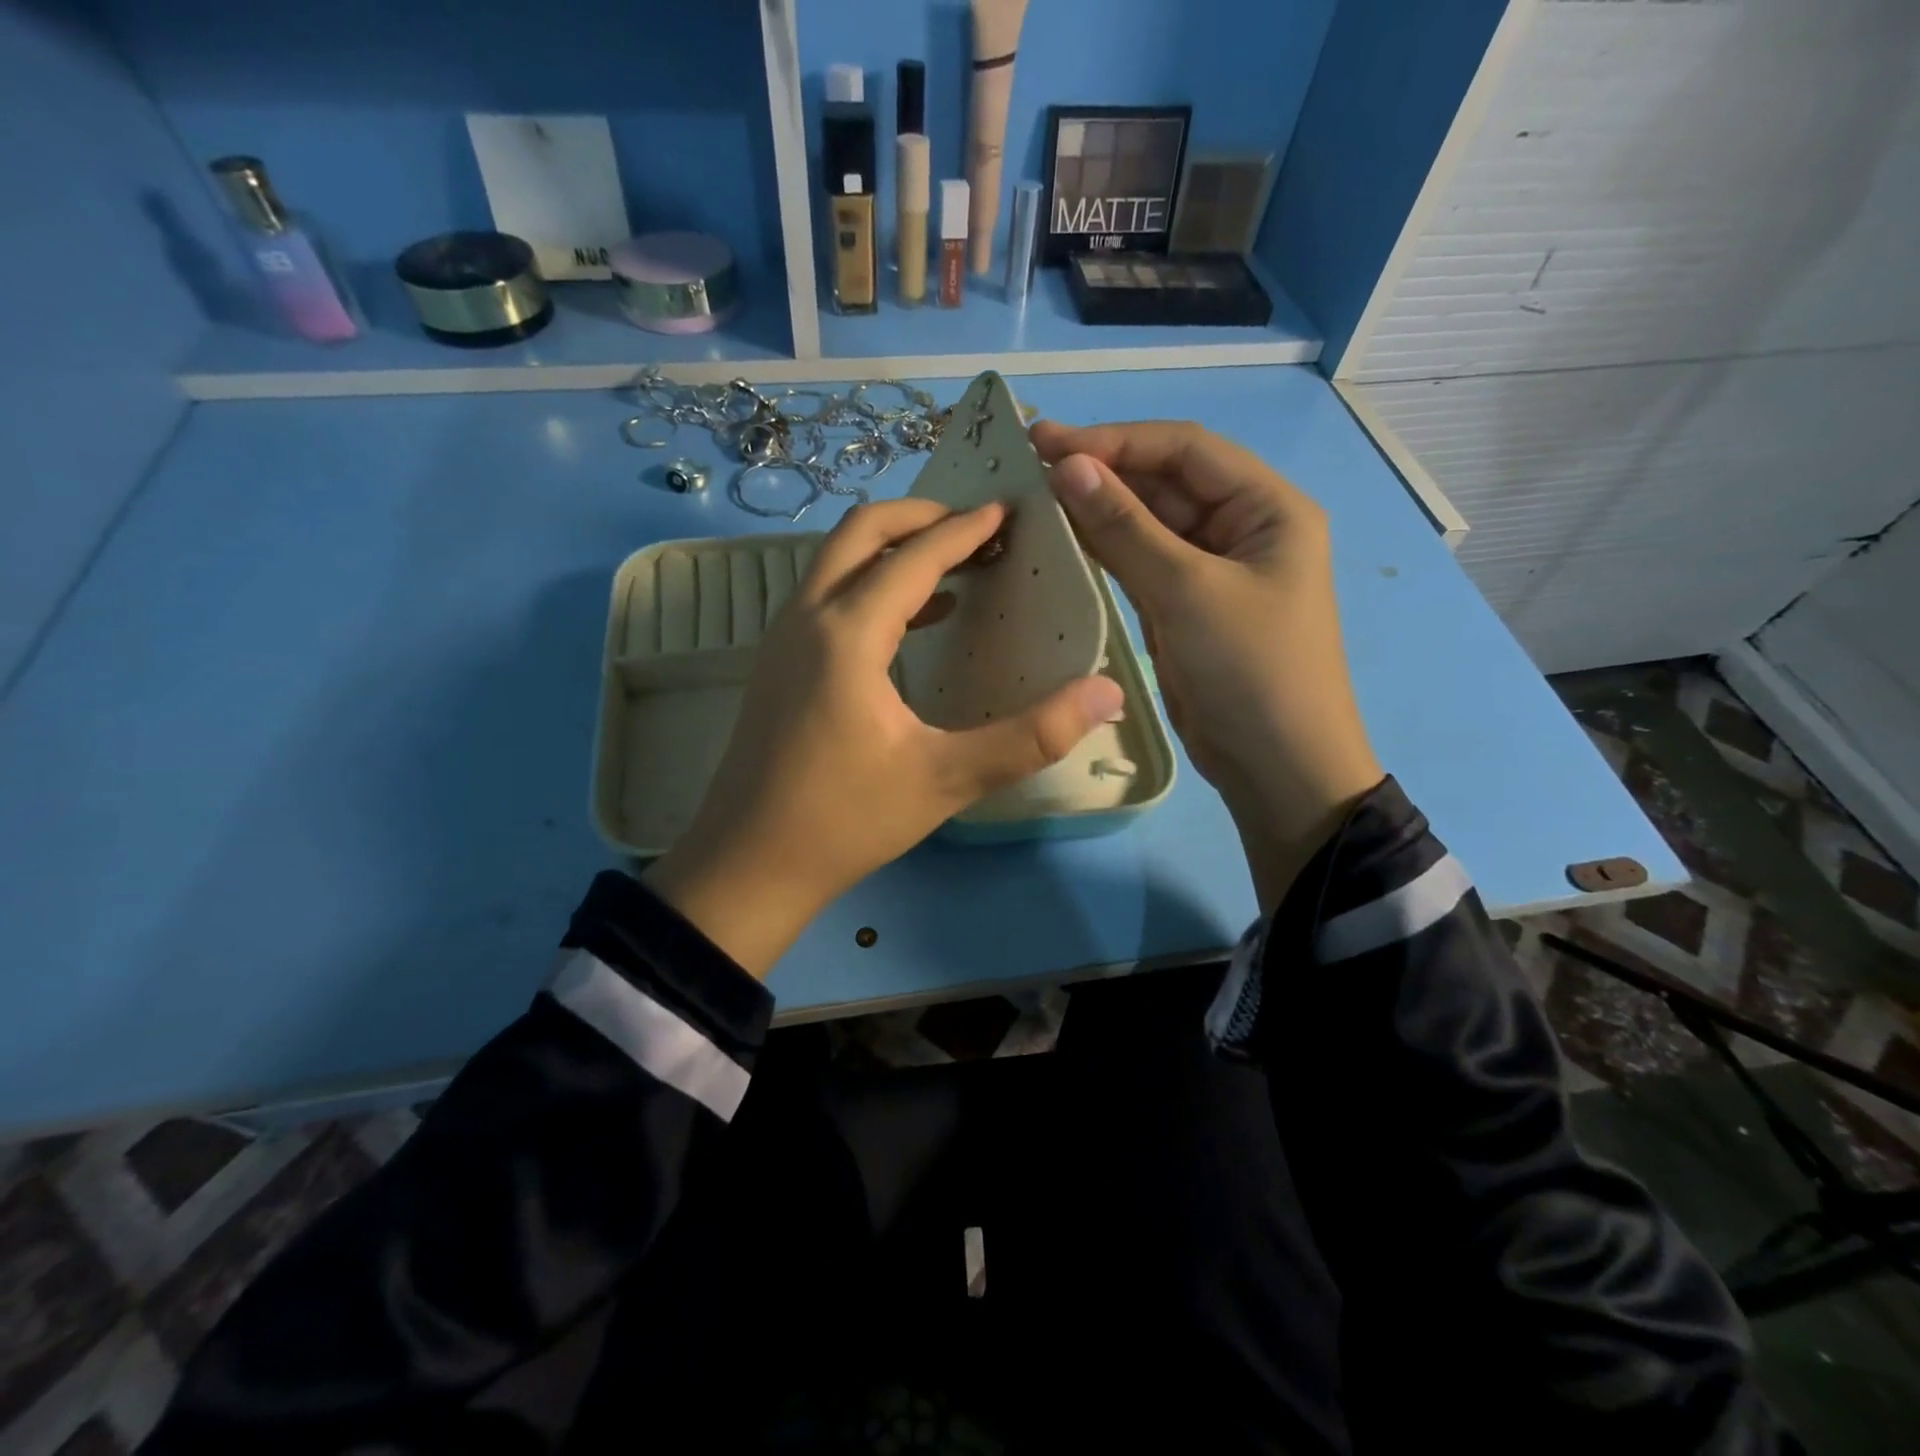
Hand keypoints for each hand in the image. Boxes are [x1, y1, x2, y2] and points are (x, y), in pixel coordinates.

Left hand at [643, 499, 1122, 977]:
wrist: (748, 864)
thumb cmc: (846, 820)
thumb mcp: (946, 778)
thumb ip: (1030, 736)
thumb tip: (1106, 694)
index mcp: (847, 634)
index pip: (912, 556)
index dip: (964, 529)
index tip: (1007, 511)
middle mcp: (806, 619)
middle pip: (860, 532)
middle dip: (921, 517)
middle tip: (977, 526)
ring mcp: (782, 639)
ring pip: (836, 561)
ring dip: (894, 548)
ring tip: (955, 563)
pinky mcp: (776, 664)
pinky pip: (827, 596)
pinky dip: (872, 585)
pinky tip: (915, 619)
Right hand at [1031, 420, 1382, 910]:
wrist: (1275, 768)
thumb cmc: (1249, 671)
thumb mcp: (1188, 592)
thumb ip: (1126, 527)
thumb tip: (1068, 467)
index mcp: (1266, 507)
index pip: (1185, 450)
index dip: (1117, 441)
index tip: (1049, 443)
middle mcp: (1240, 528)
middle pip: (1164, 483)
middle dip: (1102, 472)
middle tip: (1029, 466)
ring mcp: (1209, 570)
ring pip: (1147, 524)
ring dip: (1097, 511)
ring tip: (1034, 497)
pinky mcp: (1183, 607)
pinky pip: (1139, 565)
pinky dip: (1103, 552)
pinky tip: (1061, 540)